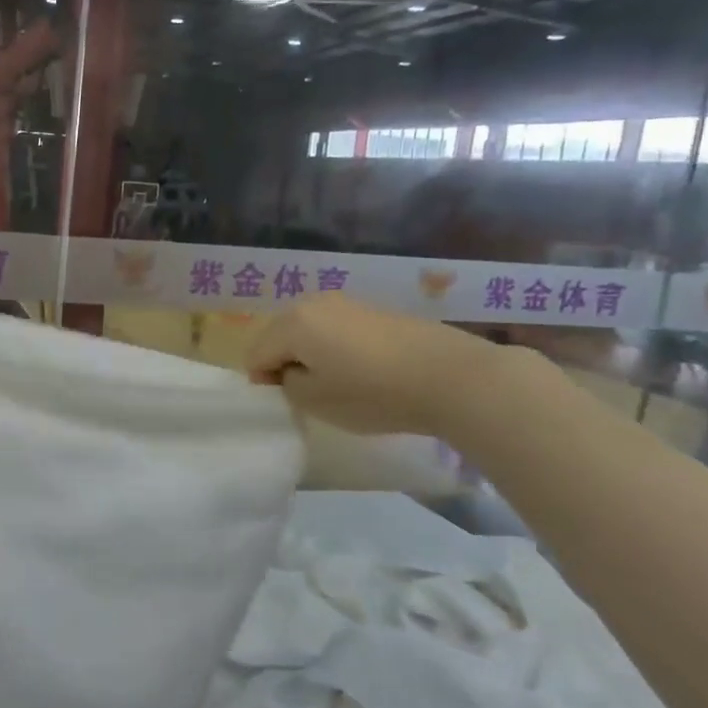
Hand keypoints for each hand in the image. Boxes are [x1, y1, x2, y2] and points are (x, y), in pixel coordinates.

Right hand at [247, 290, 506, 437]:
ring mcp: (347, 303)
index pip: (255, 355)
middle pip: (279, 336)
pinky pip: (337, 330)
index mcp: (292, 323)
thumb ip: (287, 385)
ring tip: (339, 384)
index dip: (264, 383)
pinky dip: (338, 349)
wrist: (452, 377)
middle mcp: (313, 303)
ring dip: (312, 355)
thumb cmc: (373, 392)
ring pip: (309, 331)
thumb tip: (290, 372)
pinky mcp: (375, 310)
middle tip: (309, 395)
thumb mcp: (314, 401)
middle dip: (285, 363)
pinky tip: (364, 371)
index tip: (290, 404)